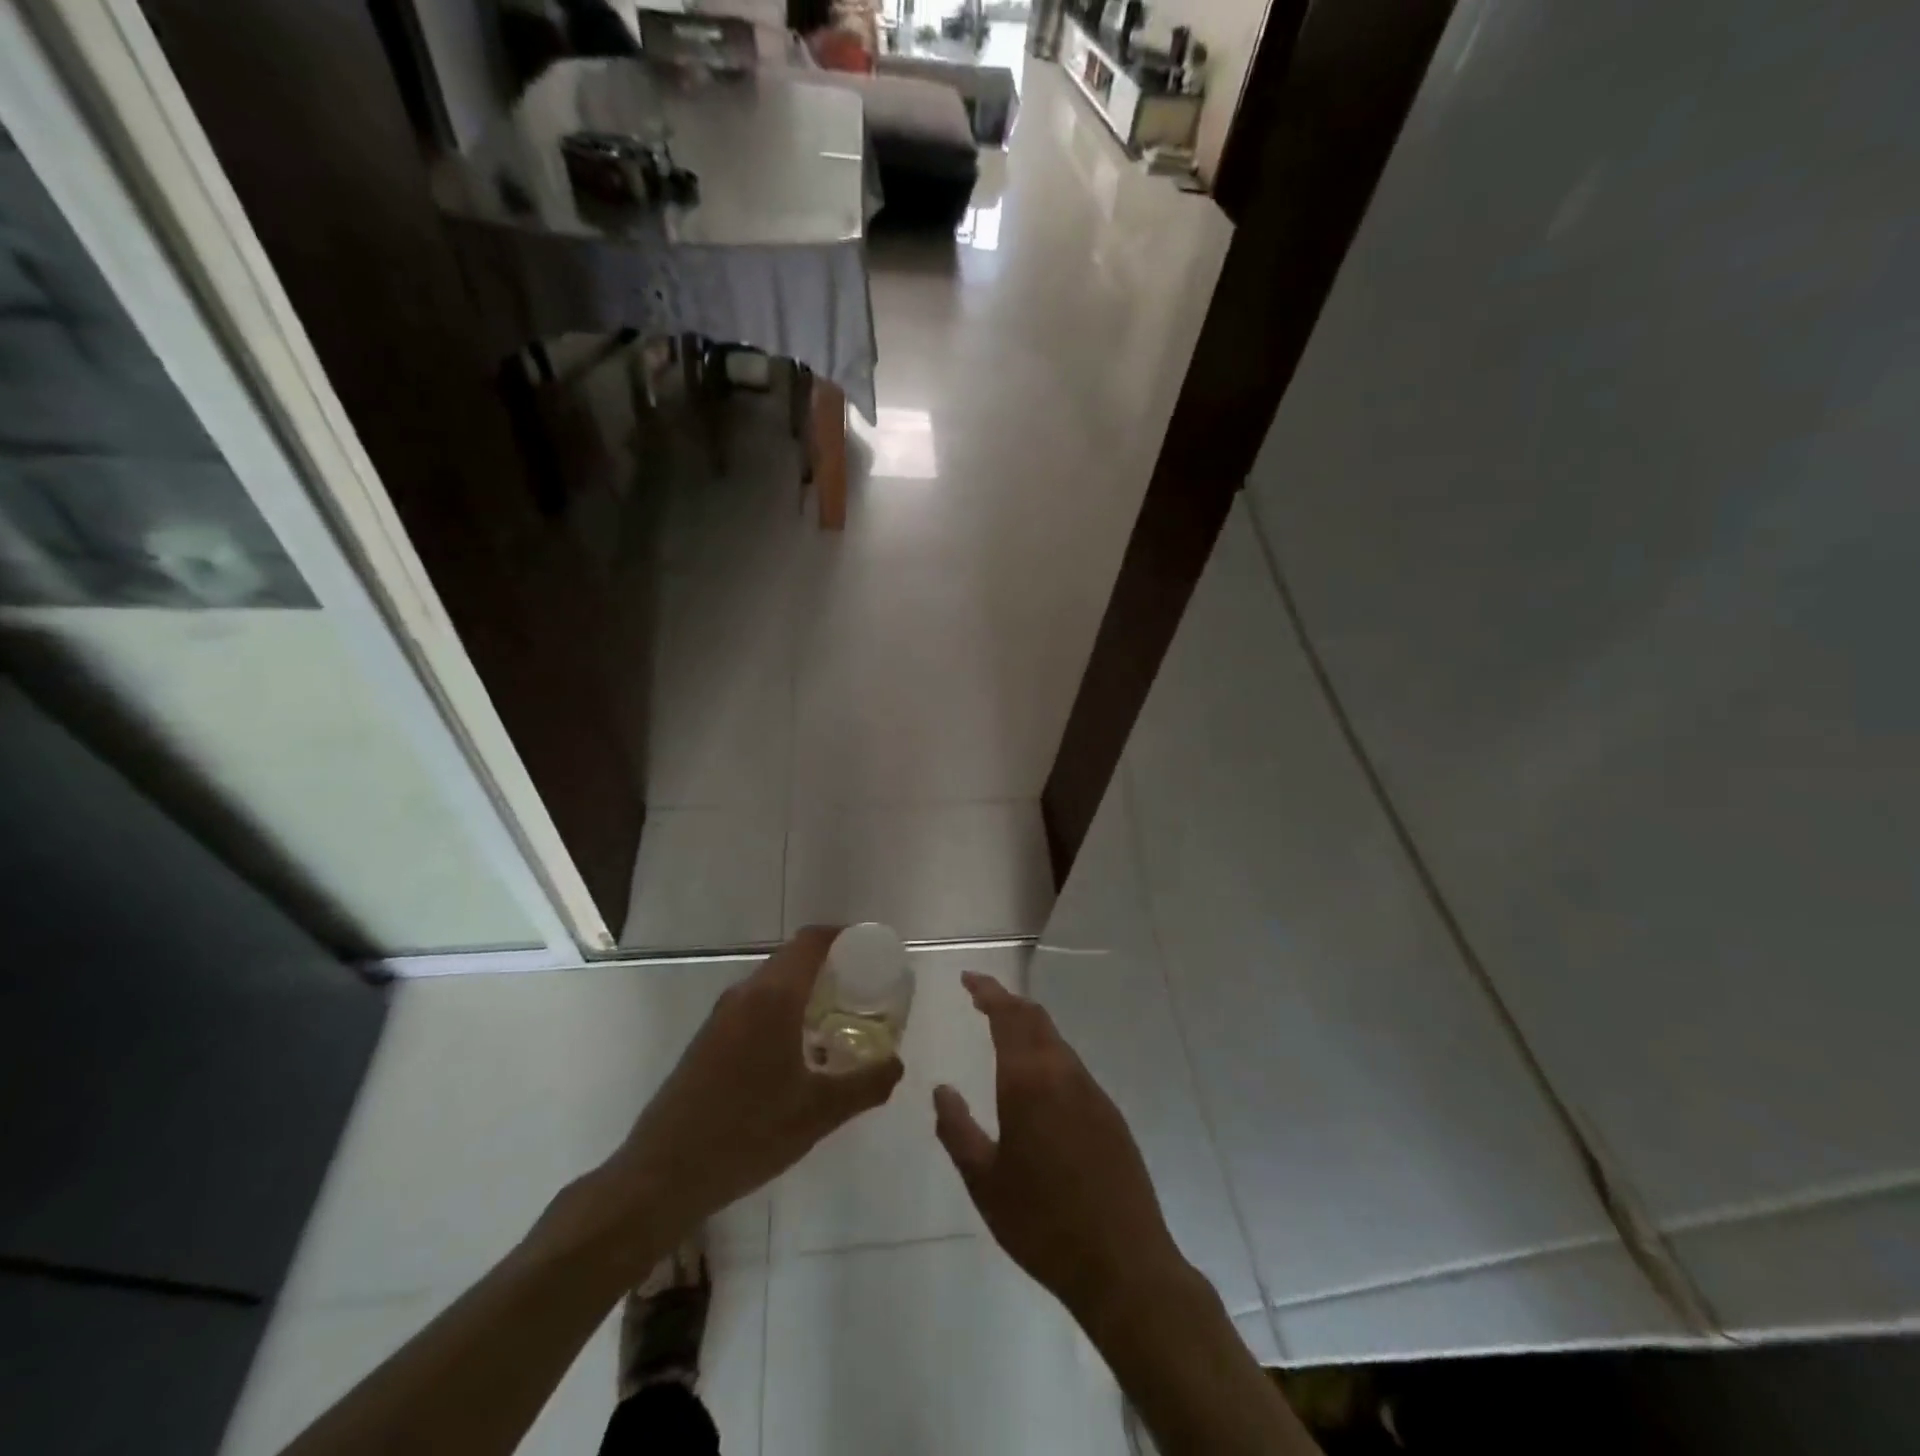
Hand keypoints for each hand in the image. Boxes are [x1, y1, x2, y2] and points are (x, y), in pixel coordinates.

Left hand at [598, 927, 903, 1242]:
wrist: (661, 1177)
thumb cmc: (747, 1134)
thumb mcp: (819, 1113)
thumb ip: (866, 1084)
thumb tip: (897, 1064)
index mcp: (773, 997)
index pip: (812, 941)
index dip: (844, 936)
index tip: (873, 951)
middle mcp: (745, 994)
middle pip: (793, 958)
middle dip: (831, 965)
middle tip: (865, 990)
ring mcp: (721, 1016)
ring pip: (773, 983)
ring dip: (806, 990)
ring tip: (839, 1020)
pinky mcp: (708, 1039)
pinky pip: (755, 1006)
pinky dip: (784, 1010)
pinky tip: (800, 1051)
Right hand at [933, 973, 1190, 1327]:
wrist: (1122, 1263)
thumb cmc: (1042, 1223)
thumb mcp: (984, 1182)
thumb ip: (957, 1130)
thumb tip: (941, 1090)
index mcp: (1028, 1081)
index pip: (1007, 1016)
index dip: (988, 991)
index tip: (968, 979)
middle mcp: (1062, 1073)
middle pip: (1035, 1018)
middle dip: (1007, 1002)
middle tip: (982, 999)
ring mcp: (1091, 1091)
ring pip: (1056, 1040)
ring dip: (1029, 1026)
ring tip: (1004, 1033)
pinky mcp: (1109, 1113)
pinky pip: (1072, 1066)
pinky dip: (1048, 1053)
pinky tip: (1037, 1080)